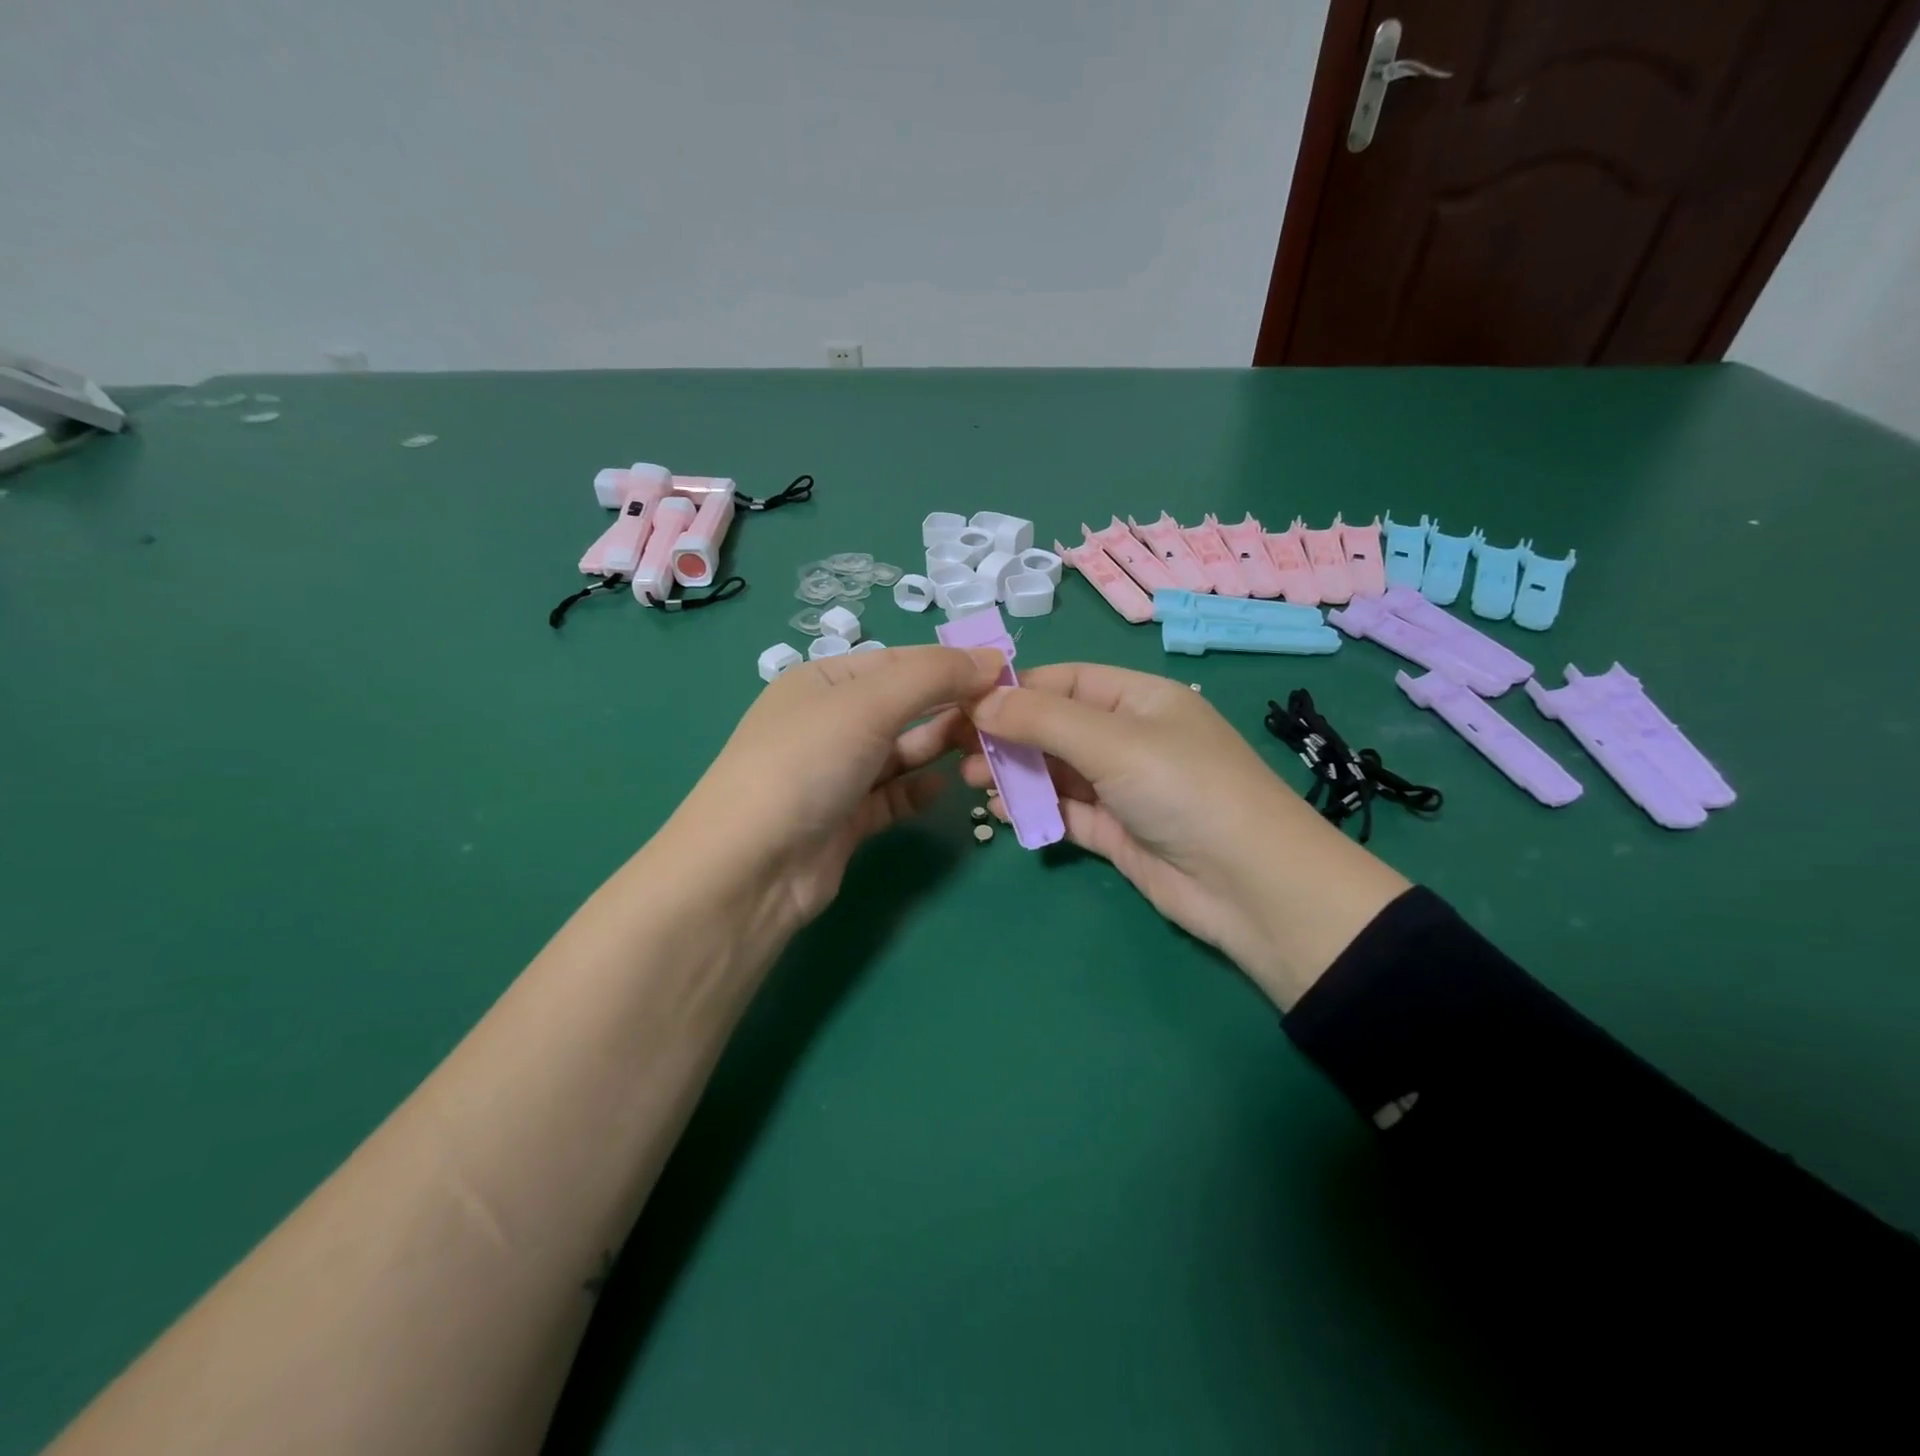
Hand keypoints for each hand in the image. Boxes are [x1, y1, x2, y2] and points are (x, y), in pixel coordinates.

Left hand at [664, 645, 1003, 938]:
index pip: (899, 662)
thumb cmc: (806, 763)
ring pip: (901, 752)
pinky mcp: (846, 820)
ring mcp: (836, 774)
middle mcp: (828, 722)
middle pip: (903, 706)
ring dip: (940, 746)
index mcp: (823, 681)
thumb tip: (992, 658)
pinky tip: (946, 787)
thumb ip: (934, 676)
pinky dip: (919, 789)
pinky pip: (893, 796)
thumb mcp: (869, 704)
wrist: (751, 867)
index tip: (1004, 674)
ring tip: (985, 748)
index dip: (951, 665)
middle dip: (950, 707)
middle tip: (1003, 717)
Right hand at [960, 663, 1409, 1008]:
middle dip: (1007, 734)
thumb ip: (1042, 720)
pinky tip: (1004, 813)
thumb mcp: (1113, 742)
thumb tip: (978, 701)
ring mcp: (1123, 787)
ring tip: (974, 782)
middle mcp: (1130, 738)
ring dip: (1016, 773)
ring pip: (1056, 770)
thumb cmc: (1184, 789)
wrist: (1251, 887)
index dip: (1014, 690)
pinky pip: (1066, 811)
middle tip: (956, 750)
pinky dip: (1036, 810)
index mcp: (1139, 700)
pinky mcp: (1117, 831)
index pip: (1065, 681)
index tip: (962, 705)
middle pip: (1055, 726)